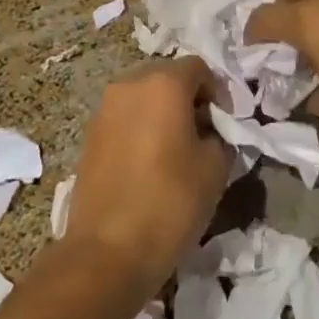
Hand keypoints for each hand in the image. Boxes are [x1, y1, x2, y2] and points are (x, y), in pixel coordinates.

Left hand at [64, 58, 229, 290]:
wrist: (107, 250)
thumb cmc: (170, 203)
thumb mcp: (215, 168)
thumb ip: (220, 136)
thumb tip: (212, 131)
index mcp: (163, 84)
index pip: (199, 68)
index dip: (219, 91)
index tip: (228, 122)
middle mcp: (129, 85)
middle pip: (167, 77)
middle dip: (190, 98)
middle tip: (206, 131)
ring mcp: (104, 108)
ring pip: (143, 97)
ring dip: (164, 112)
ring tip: (178, 147)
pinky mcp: (90, 134)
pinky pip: (125, 117)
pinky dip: (142, 127)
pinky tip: (151, 160)